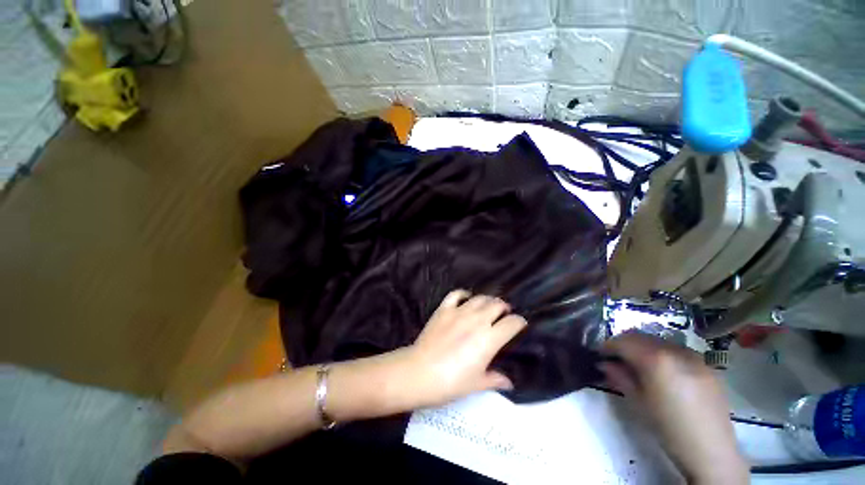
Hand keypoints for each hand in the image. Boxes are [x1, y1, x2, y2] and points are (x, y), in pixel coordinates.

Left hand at [390, 290, 527, 408]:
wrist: (420, 372)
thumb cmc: (451, 382)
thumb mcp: (476, 384)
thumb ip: (494, 379)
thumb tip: (508, 383)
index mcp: (489, 339)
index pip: (512, 323)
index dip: (519, 322)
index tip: (520, 324)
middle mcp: (477, 320)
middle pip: (497, 305)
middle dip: (504, 308)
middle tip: (504, 313)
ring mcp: (459, 312)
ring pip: (479, 298)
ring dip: (488, 300)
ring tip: (489, 305)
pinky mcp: (444, 309)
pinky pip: (456, 294)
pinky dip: (464, 294)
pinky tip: (466, 298)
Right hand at [600, 332, 747, 484]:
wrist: (712, 452)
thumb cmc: (670, 429)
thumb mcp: (638, 403)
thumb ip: (620, 377)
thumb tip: (604, 363)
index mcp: (657, 360)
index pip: (623, 341)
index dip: (607, 345)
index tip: (600, 354)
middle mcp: (675, 350)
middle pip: (640, 336)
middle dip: (624, 343)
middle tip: (615, 358)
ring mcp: (694, 355)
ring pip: (658, 340)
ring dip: (642, 346)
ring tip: (637, 364)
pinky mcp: (706, 364)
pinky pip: (676, 349)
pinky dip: (661, 352)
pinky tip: (661, 371)